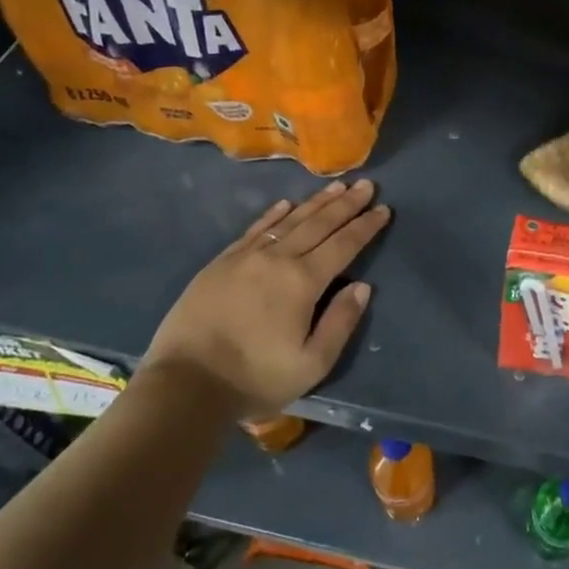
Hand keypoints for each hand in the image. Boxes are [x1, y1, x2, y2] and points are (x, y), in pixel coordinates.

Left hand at [138, 179, 390, 418]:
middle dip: (346, 204)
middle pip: (319, 224)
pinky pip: (254, 229)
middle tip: (366, 184)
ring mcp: (245, 257)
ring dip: (316, 202)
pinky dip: (274, 215)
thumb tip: (362, 286)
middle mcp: (277, 259)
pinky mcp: (220, 263)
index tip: (384, 209)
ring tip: (336, 186)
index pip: (343, 245)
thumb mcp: (312, 363)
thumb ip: (341, 322)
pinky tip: (286, 204)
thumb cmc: (255, 378)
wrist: (185, 384)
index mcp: (303, 282)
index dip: (366, 226)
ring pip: (289, 221)